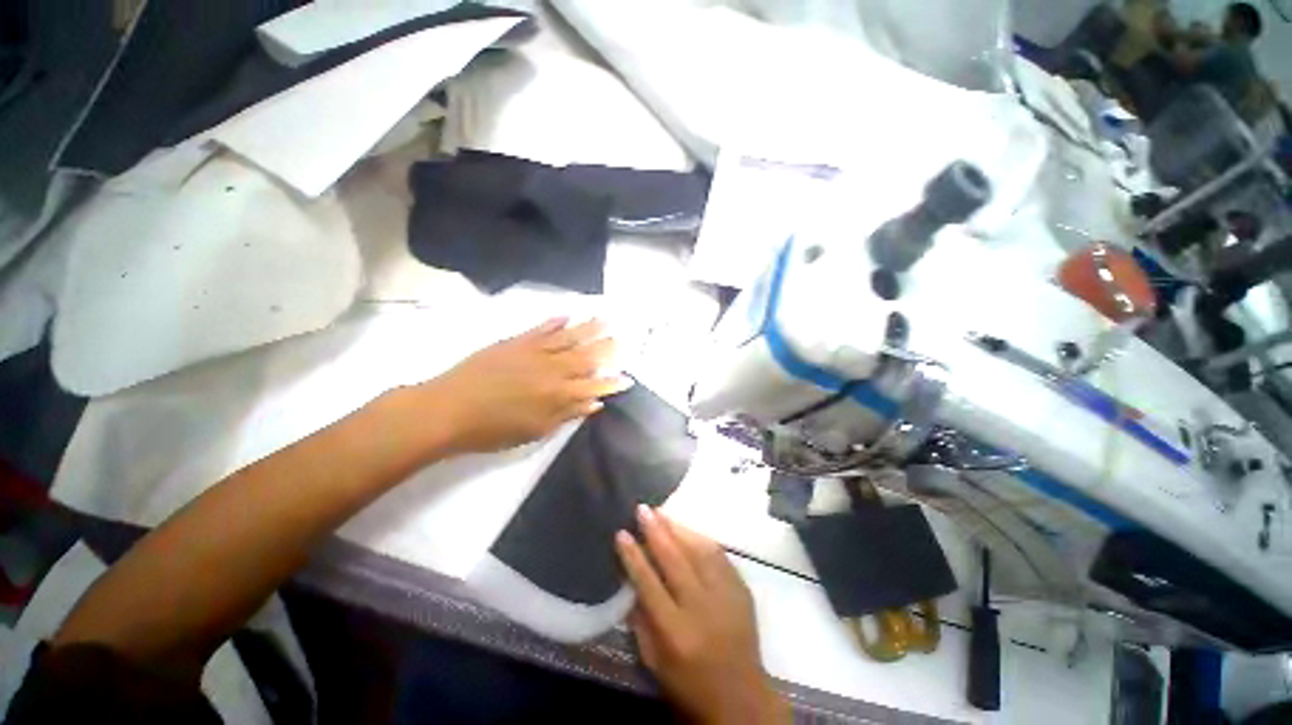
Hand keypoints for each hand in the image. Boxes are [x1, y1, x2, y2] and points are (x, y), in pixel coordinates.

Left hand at [424, 317, 629, 453]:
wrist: (449, 409)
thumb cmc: (493, 429)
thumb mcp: (534, 430)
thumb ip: (567, 414)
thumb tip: (594, 404)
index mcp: (558, 394)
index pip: (594, 386)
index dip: (612, 383)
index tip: (628, 378)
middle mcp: (552, 369)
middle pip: (586, 356)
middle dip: (607, 348)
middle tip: (622, 338)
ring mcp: (534, 352)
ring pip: (568, 338)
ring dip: (588, 328)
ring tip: (604, 319)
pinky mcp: (516, 342)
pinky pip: (541, 329)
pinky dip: (555, 321)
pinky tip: (567, 315)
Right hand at [616, 507, 788, 724]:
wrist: (742, 699)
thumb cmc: (689, 685)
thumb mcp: (655, 661)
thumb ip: (640, 619)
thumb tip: (630, 578)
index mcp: (676, 632)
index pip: (649, 584)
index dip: (633, 556)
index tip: (622, 533)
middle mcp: (701, 608)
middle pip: (675, 560)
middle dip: (656, 531)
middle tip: (642, 509)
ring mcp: (725, 596)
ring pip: (699, 550)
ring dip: (678, 528)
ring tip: (661, 512)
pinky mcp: (741, 590)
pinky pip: (719, 555)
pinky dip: (700, 538)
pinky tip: (687, 529)